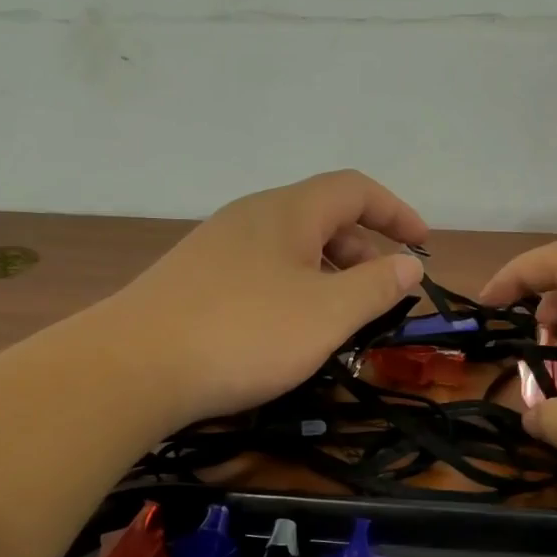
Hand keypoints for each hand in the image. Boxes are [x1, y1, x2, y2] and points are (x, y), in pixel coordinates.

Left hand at [99, 170, 427, 426]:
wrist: (134, 367)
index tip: (423, 246)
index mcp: (287, 211)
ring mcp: (217, 248)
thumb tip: (409, 264)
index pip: (354, 189)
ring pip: (290, 249)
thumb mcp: (327, 314)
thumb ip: (376, 286)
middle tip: (383, 294)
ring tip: (342, 318)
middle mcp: (250, 218)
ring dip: (328, 274)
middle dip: (363, 249)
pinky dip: (294, 291)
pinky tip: (290, 331)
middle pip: (322, 217)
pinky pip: (262, 272)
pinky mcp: (195, 281)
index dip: (396, 211)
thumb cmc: (245, 333)